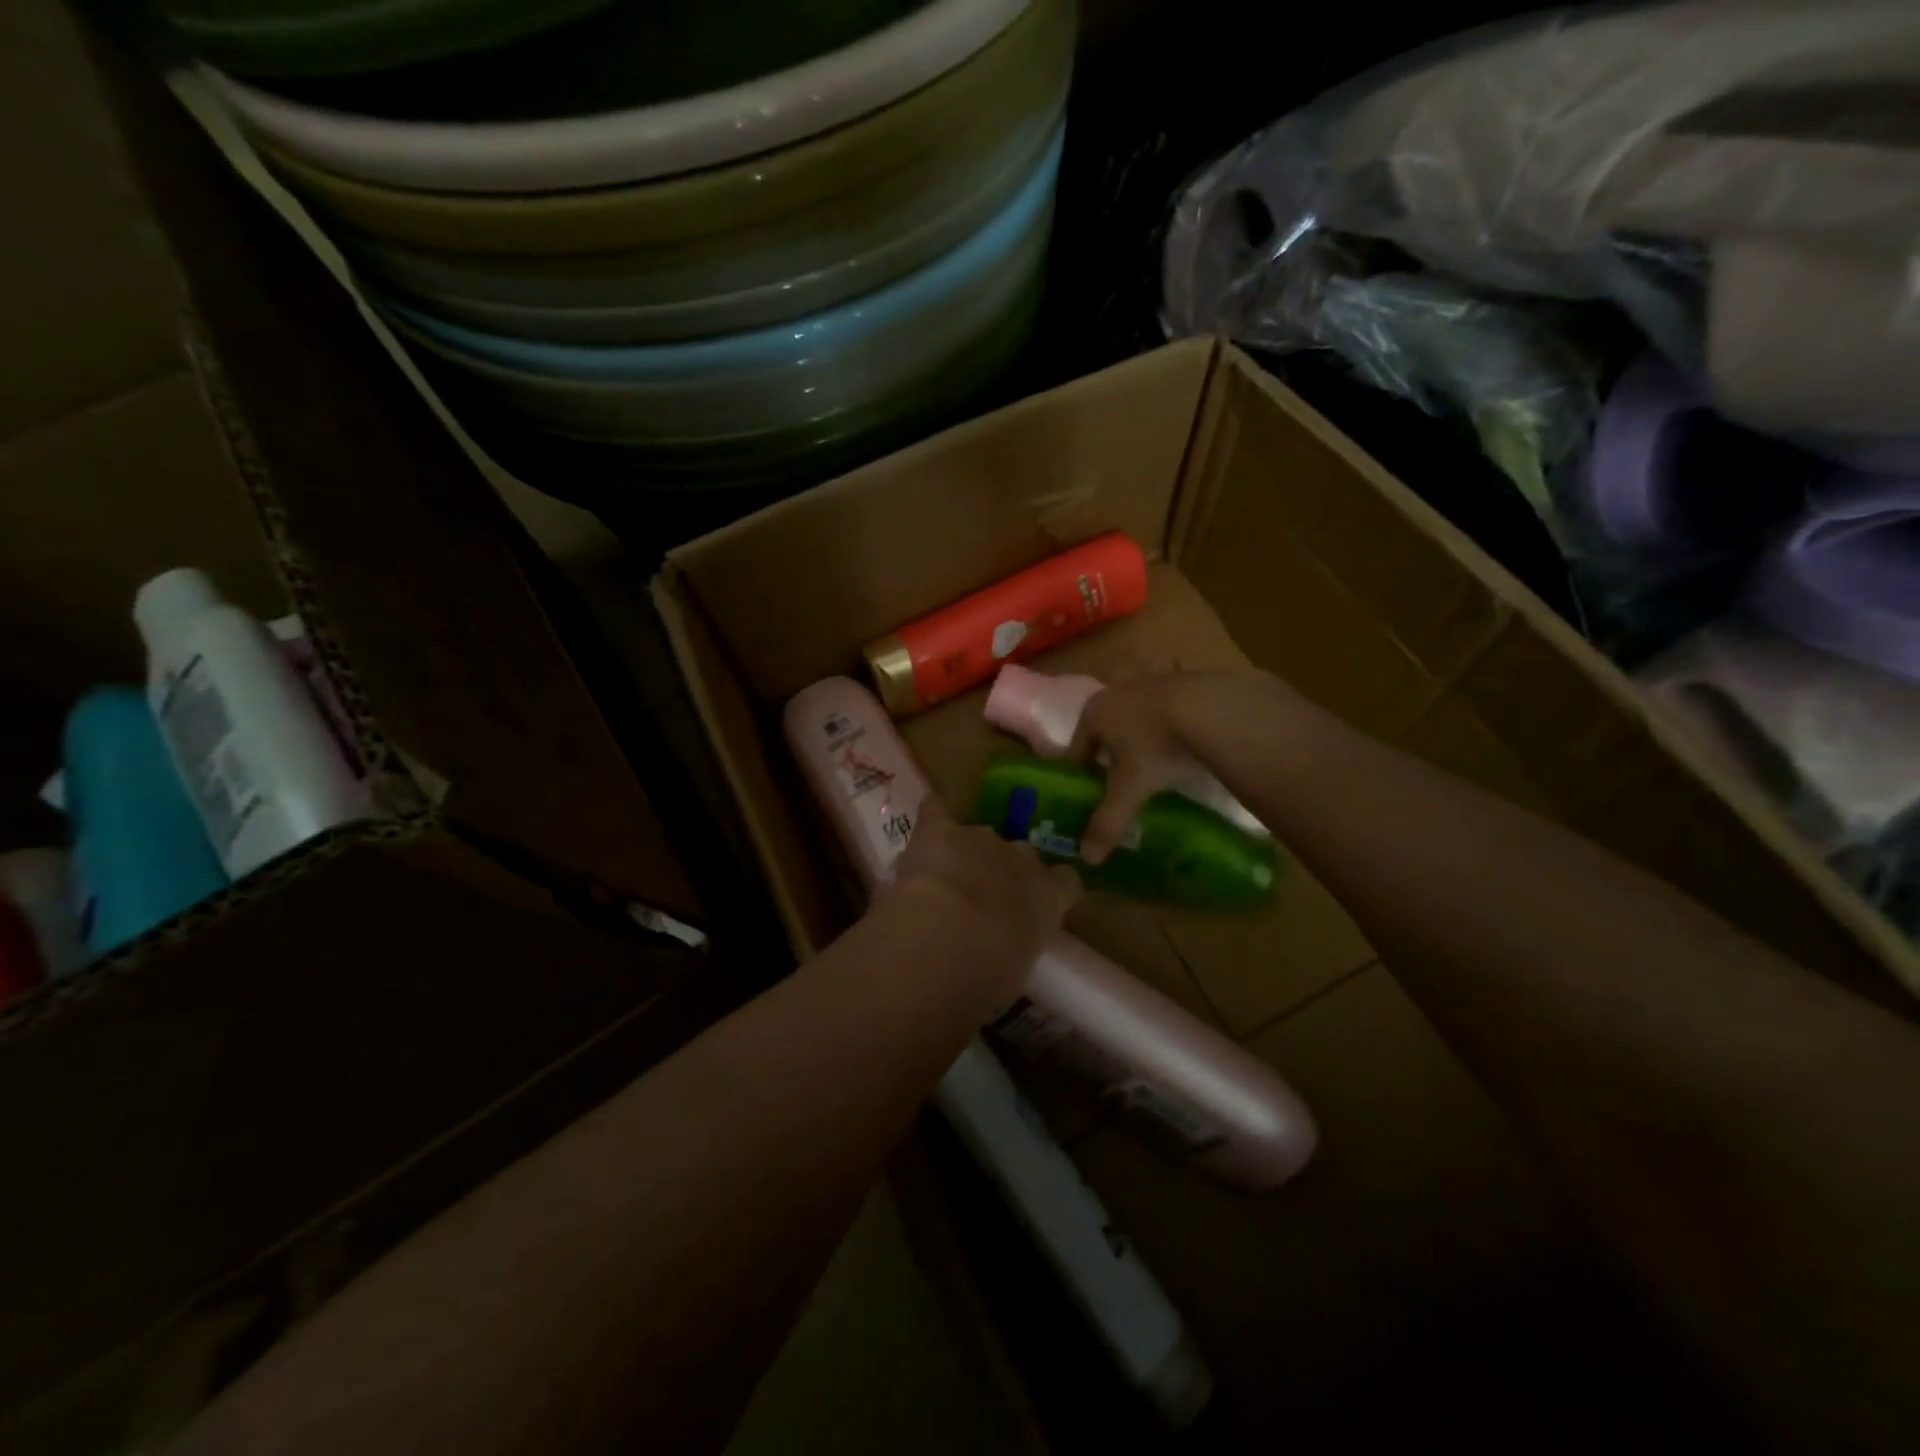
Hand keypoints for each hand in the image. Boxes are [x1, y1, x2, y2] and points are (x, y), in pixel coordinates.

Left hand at [889, 797, 1080, 997]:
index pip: (1065, 881)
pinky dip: (932, 818)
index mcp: (1049, 896)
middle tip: (980, 901)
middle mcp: (1021, 858)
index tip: (1032, 908)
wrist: (944, 944)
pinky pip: (937, 812)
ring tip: (943, 879)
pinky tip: (924, 827)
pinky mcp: (939, 830)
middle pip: (1019, 854)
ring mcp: (980, 839)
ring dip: (964, 855)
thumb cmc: (987, 977)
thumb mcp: (1017, 969)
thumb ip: (1016, 945)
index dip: (1048, 890)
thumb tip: (1002, 948)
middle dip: (1002, 872)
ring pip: (977, 838)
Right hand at [1068, 673, 1214, 864]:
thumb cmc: (1156, 746)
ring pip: (1136, 708)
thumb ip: (1108, 821)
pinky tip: (1185, 732)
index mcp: (1094, 713)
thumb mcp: (1130, 788)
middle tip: (1122, 777)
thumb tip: (1087, 859)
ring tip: (1154, 753)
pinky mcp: (1183, 677)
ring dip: (1140, 727)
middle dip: (1110, 748)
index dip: (1081, 772)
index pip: (1077, 747)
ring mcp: (1151, 680)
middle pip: (1105, 725)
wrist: (1211, 708)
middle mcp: (1116, 690)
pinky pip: (1169, 699)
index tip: (1090, 793)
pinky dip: (1172, 714)